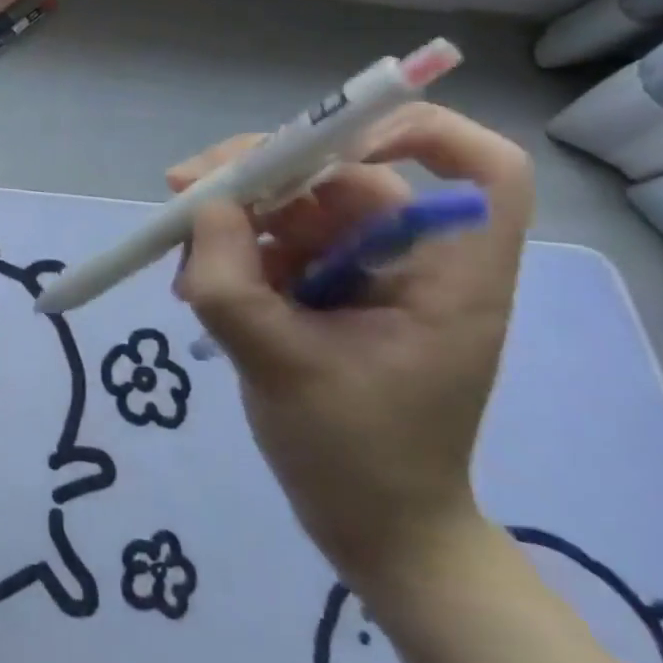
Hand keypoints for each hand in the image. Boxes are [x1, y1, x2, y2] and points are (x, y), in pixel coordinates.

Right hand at [171, 105, 533, 595]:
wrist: (372, 530)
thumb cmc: (354, 456)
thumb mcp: (279, 364)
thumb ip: (231, 282)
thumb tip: (201, 203)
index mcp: (447, 276)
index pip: (482, 171)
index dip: (418, 133)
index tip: (331, 145)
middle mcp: (411, 260)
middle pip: (348, 173)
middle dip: (262, 171)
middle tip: (184, 184)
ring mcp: (365, 274)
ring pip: (298, 206)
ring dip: (233, 216)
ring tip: (180, 253)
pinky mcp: (328, 291)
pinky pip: (276, 242)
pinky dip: (232, 249)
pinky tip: (194, 279)